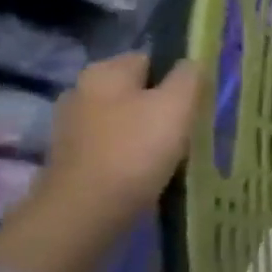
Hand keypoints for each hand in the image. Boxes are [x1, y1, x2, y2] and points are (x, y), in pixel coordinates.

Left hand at [37, 53, 202, 219]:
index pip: (151, 60)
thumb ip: (189, 77)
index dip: (178, 78)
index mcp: (104, 71)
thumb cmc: (136, 150)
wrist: (86, 212)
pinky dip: (133, 158)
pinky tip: (149, 174)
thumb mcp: (177, 105)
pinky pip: (115, 149)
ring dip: (149, 135)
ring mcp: (73, 128)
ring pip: (127, 122)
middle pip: (137, 92)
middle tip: (190, 131)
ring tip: (174, 156)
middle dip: (163, 108)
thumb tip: (192, 64)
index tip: (198, 103)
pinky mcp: (73, 160)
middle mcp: (82, 92)